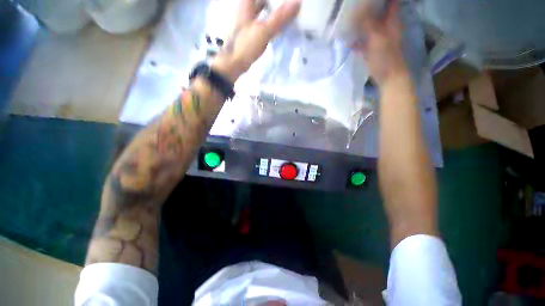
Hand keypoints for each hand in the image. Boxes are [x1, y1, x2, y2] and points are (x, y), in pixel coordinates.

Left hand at [212, 0, 300, 81]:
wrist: (233, 64)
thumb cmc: (245, 45)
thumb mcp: (264, 31)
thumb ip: (279, 17)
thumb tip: (297, 2)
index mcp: (246, 3)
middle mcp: (245, 8)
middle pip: (261, 1)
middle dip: (273, 1)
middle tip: (286, 3)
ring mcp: (246, 21)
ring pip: (261, 9)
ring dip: (271, 9)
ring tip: (285, 11)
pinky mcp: (248, 32)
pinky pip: (260, 21)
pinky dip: (268, 20)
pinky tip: (276, 25)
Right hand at [353, 0, 407, 85]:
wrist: (389, 77)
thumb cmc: (386, 57)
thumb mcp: (377, 38)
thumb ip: (368, 24)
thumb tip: (356, 10)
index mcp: (392, 21)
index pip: (390, 2)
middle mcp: (386, 27)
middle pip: (378, 12)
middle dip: (367, 7)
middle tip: (354, 6)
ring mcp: (379, 39)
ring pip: (369, 27)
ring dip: (360, 23)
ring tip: (348, 19)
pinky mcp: (372, 50)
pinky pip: (363, 42)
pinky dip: (356, 40)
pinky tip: (348, 40)